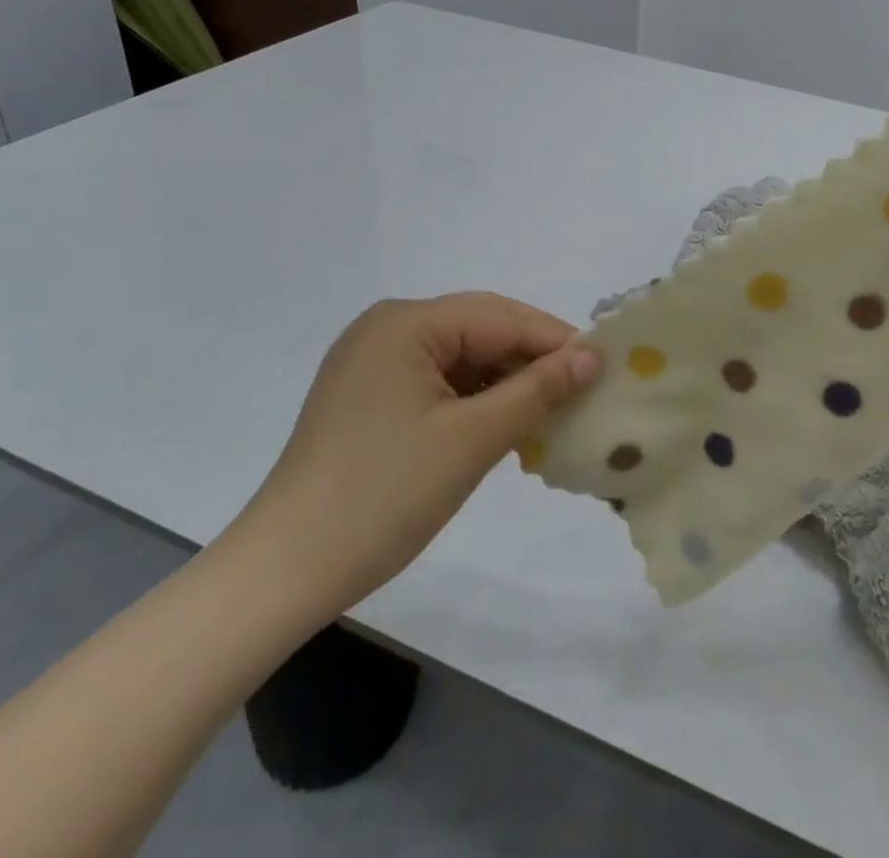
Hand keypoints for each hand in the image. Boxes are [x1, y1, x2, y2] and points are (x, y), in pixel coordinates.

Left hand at [238, 293, 601, 621]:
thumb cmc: (384, 495)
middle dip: (532, 360)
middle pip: (481, 331)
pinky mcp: (368, 396)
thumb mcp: (474, 439)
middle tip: (583, 390)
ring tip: (551, 413)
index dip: (556, 340)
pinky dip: (475, 400)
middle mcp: (387, 328)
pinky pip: (439, 382)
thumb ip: (538, 389)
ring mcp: (373, 362)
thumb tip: (592, 356)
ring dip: (507, 383)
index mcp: (406, 323)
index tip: (604, 366)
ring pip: (462, 357)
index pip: (500, 316)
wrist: (284, 572)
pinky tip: (505, 425)